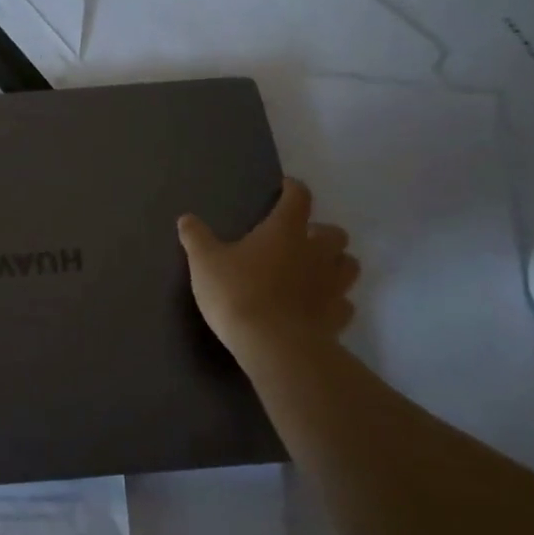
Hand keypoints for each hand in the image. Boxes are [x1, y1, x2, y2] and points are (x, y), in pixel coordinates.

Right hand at [177, 179, 358, 352]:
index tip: (286, 189)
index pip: (299, 198)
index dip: (293, 190)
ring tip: (313, 271)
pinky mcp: (338, 317)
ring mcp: (332, 286)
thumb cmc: (237, 293)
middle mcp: (316, 252)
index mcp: (285, 231)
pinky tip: (316, 307)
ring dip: (335, 263)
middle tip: (299, 240)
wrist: (273, 346)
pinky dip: (334, 301)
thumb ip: (196, 238)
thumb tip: (186, 218)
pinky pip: (344, 302)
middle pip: (335, 233)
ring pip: (348, 265)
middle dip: (321, 233)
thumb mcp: (205, 262)